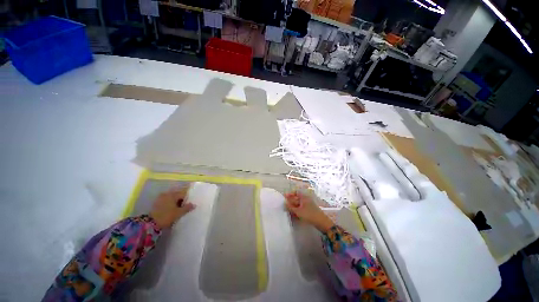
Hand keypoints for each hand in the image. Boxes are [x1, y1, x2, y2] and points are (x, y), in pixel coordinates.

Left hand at [150, 186, 195, 228]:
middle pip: (177, 195)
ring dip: (175, 202)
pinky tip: (171, 210)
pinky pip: (166, 201)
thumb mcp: (179, 213)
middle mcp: (166, 194)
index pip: (183, 194)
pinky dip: (169, 204)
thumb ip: (187, 207)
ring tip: (177, 209)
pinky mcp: (156, 203)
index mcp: (173, 194)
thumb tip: (194, 204)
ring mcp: (160, 198)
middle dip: (181, 200)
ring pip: (171, 198)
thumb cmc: (167, 216)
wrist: (150, 224)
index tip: (188, 205)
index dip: (187, 199)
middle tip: (184, 207)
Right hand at [284, 191, 333, 231]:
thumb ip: (290, 207)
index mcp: (304, 197)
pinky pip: (302, 208)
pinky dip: (297, 210)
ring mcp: (308, 205)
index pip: (296, 192)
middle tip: (285, 204)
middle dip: (291, 201)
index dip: (290, 193)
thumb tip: (284, 203)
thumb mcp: (298, 211)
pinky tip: (294, 215)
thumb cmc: (309, 215)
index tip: (285, 197)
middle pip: (297, 198)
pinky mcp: (310, 210)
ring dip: (294, 206)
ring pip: (299, 204)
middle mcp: (306, 199)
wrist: (322, 222)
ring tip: (288, 211)